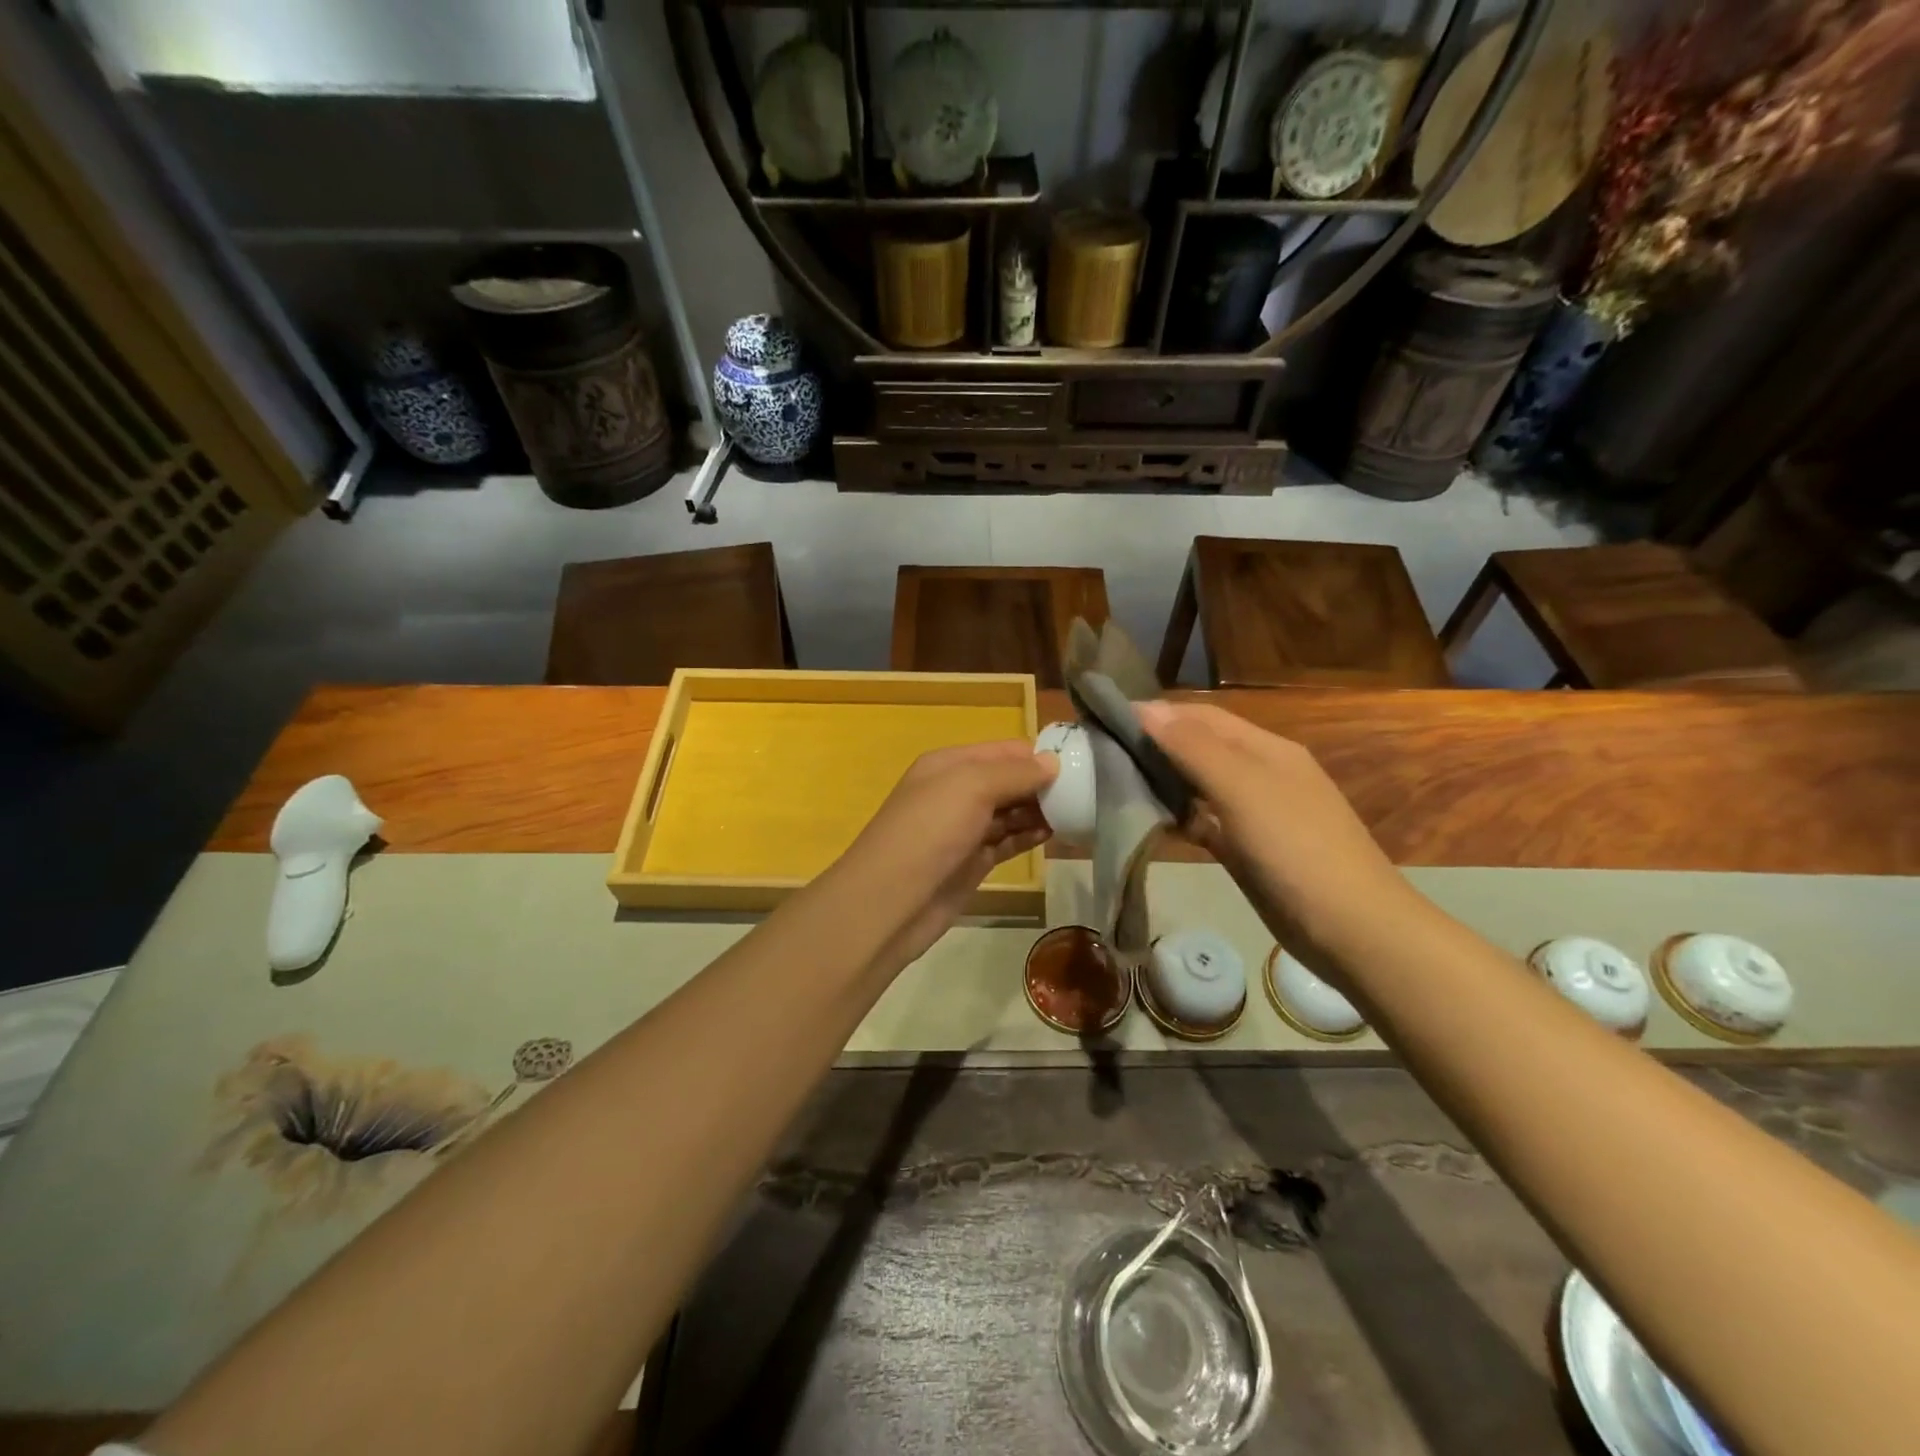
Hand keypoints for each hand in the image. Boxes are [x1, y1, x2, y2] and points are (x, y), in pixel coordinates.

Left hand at [830, 740, 1057, 974]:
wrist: (892, 901)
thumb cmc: (930, 831)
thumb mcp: (971, 787)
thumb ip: (1015, 773)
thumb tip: (1052, 762)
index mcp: (949, 764)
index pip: (1003, 750)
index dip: (1038, 755)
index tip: (1080, 763)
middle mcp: (956, 792)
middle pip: (1009, 780)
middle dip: (1043, 784)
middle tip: (1087, 791)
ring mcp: (964, 828)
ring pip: (1011, 812)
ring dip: (1041, 811)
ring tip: (1080, 812)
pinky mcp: (973, 862)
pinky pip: (1008, 841)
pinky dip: (1030, 836)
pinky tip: (1056, 834)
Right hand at [1134, 701, 1414, 968]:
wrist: (1351, 928)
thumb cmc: (1296, 849)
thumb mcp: (1243, 789)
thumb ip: (1193, 748)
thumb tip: (1145, 708)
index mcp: (1266, 749)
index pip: (1202, 716)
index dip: (1158, 713)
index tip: (1107, 720)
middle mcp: (1261, 773)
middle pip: (1200, 748)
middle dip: (1156, 745)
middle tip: (1104, 753)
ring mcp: (1256, 814)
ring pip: (1200, 786)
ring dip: (1164, 780)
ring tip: (1116, 783)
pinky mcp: (1248, 850)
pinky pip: (1206, 822)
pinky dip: (1180, 817)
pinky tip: (1152, 822)